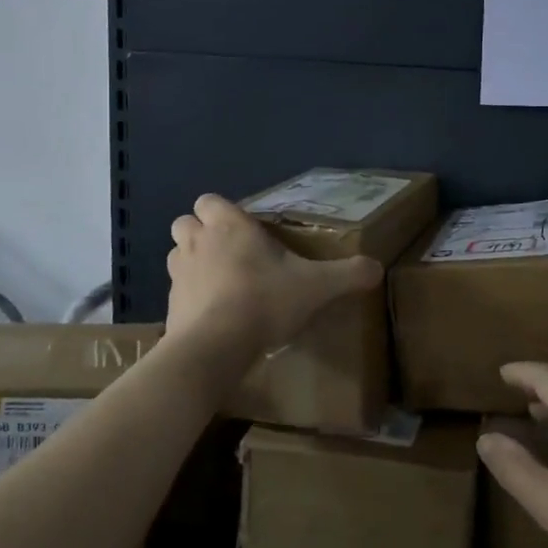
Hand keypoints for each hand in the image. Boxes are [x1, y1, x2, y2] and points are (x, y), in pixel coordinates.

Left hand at [165, 194, 382, 357]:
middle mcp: (197, 242)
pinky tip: (213, 316)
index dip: (221, 211)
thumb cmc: (264, 302)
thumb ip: (348, 274)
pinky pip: (177, 292)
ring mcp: (178, 274)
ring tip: (220, 283)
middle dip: (202, 233)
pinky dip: (191, 298)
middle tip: (230, 253)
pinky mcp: (169, 305)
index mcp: (229, 226)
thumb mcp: (317, 287)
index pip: (209, 200)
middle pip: (186, 223)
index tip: (243, 229)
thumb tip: (377, 268)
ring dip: (193, 263)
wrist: (215, 347)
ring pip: (177, 255)